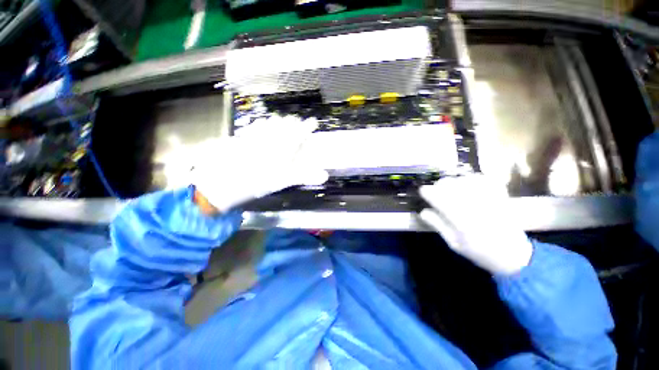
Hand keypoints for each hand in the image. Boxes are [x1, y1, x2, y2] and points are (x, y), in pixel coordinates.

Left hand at [191, 115, 328, 212]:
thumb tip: (325, 175)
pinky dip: (263, 125)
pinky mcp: (244, 137)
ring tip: (283, 123)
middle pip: (286, 123)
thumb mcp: (285, 179)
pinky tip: (262, 127)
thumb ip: (306, 175)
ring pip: (271, 122)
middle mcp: (271, 135)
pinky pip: (256, 126)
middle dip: (294, 122)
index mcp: (284, 144)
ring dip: (279, 122)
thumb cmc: (258, 180)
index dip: (308, 126)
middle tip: (298, 125)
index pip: (300, 130)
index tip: (313, 122)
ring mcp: (256, 134)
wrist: (224, 179)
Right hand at [419, 175, 532, 274]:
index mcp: (461, 221)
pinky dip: (471, 179)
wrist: (513, 255)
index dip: (426, 192)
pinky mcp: (500, 195)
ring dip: (453, 182)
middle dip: (438, 186)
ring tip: (451, 189)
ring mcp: (489, 199)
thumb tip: (423, 211)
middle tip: (436, 193)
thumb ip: (438, 225)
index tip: (422, 192)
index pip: (438, 197)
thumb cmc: (479, 252)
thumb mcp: (453, 243)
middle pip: (449, 184)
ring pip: (463, 179)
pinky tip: (467, 185)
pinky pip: (482, 178)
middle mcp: (474, 206)